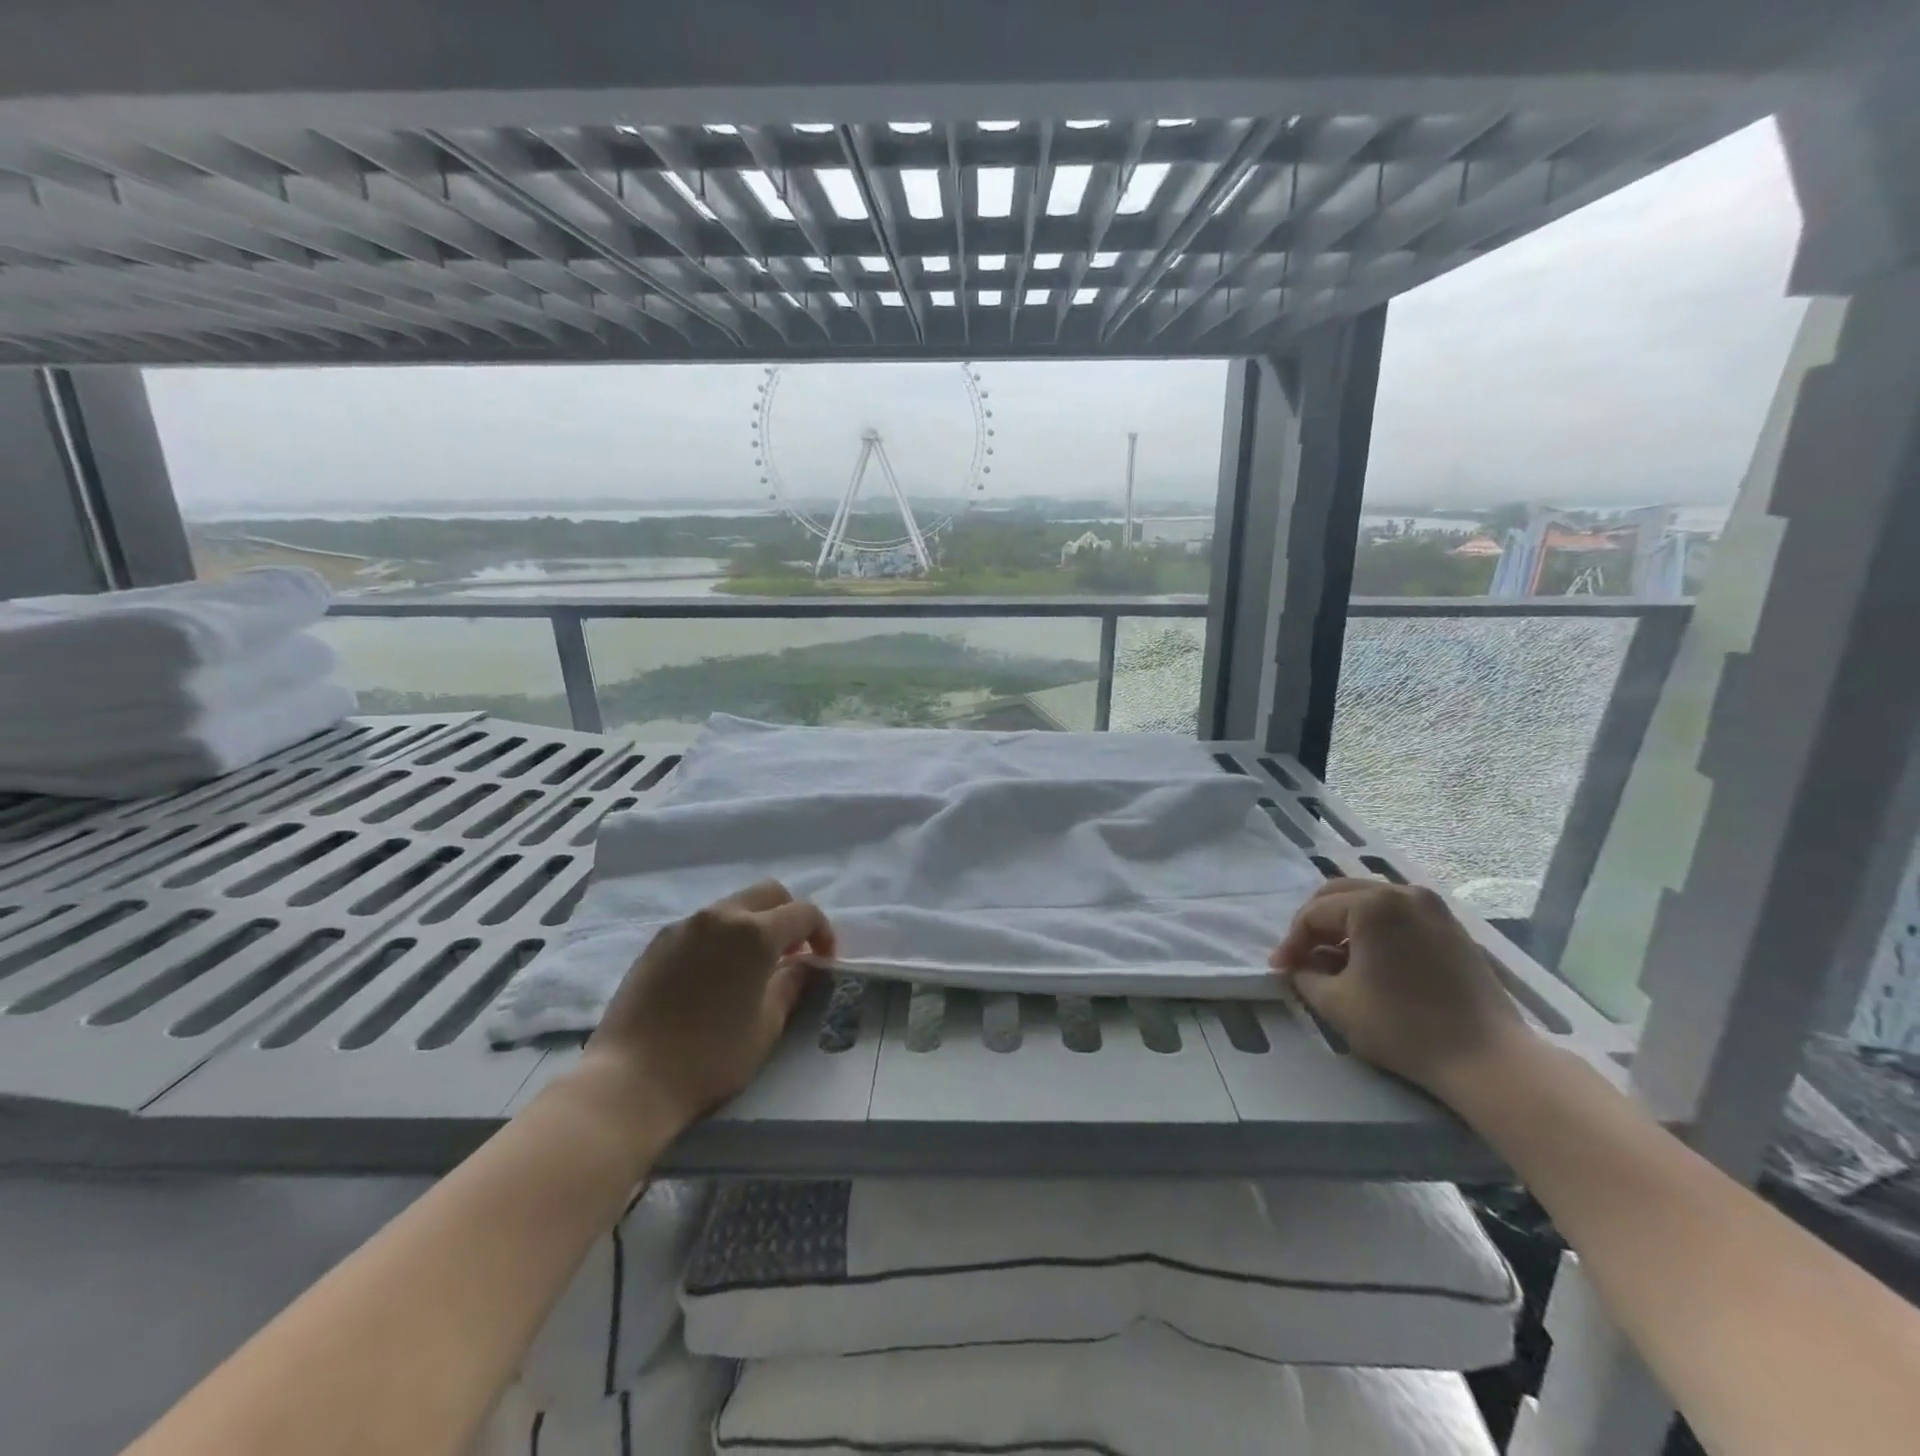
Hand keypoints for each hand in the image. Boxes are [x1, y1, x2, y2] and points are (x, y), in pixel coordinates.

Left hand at [582, 881, 834, 1130]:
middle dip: (789, 916)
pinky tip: (716, 974)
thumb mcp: (766, 1027)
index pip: (803, 913)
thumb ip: (791, 985)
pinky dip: (722, 936)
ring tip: (753, 966)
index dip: (822, 933)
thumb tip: (803, 965)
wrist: (629, 1080)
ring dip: (754, 924)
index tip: (823, 961)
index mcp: (755, 934)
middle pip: (769, 894)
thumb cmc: (709, 1058)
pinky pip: (703, 924)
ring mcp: (685, 926)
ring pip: (733, 906)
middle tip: (792, 954)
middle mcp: (720, 917)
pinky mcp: (658, 941)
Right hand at [1270, 879, 1531, 1098]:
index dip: (1291, 942)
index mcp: (1372, 903)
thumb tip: (1300, 966)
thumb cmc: (1404, 1027)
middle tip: (1301, 957)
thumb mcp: (1336, 1003)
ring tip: (1333, 959)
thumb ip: (1305, 975)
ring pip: (1370, 902)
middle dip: (1315, 925)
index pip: (1314, 913)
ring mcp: (1433, 908)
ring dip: (1344, 925)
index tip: (1280, 970)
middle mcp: (1403, 892)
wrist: (1489, 1060)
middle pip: (1340, 895)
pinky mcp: (1452, 928)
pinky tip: (1369, 961)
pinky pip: (1398, 915)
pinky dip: (1375, 930)